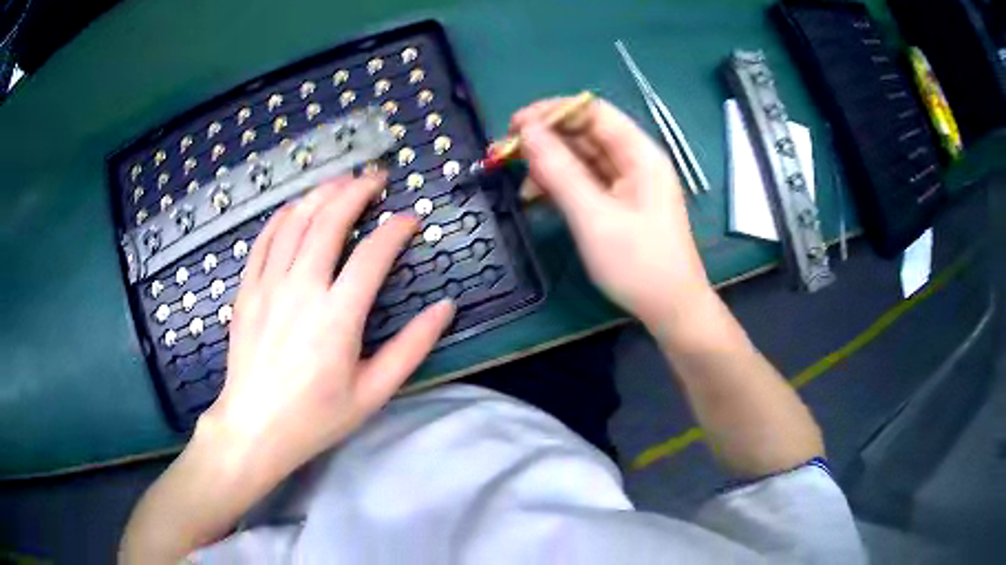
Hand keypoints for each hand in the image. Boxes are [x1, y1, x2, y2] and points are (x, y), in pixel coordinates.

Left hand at [202, 173, 454, 479]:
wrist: (254, 428)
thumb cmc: (317, 417)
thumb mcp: (374, 393)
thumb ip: (412, 348)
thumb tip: (445, 308)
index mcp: (337, 317)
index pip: (373, 254)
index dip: (396, 229)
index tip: (411, 219)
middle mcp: (301, 289)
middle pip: (329, 221)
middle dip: (356, 191)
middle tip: (376, 177)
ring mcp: (268, 285)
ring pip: (295, 221)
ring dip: (321, 194)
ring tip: (341, 181)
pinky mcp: (247, 289)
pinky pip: (265, 239)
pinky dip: (284, 215)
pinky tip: (297, 207)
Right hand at [511, 96, 712, 330]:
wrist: (671, 310)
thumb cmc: (639, 264)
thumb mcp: (594, 217)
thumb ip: (559, 171)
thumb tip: (527, 132)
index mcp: (639, 154)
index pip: (592, 112)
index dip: (552, 112)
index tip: (513, 126)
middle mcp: (634, 161)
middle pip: (584, 134)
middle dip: (544, 140)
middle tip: (504, 155)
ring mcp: (627, 183)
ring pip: (581, 159)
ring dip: (548, 166)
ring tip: (519, 185)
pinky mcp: (619, 204)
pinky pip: (585, 183)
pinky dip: (560, 186)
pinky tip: (537, 199)